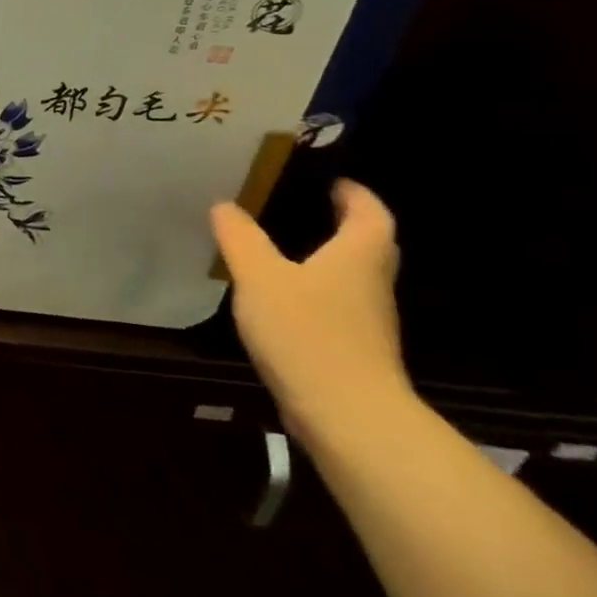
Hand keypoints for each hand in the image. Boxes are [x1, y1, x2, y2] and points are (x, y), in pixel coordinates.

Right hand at [209, 179, 410, 443]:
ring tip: (283, 249)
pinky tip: (281, 300)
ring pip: (352, 278)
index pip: (371, 214)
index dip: (355, 194)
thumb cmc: (307, 332)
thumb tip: (225, 205)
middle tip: (305, 208)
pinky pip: (337, 307)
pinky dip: (316, 293)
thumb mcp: (259, 276)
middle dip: (344, 225)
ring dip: (328, 260)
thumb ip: (240, 238)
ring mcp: (367, 323)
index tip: (331, 181)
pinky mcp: (354, 352)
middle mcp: (371, 285)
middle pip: (369, 246)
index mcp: (358, 257)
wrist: (347, 415)